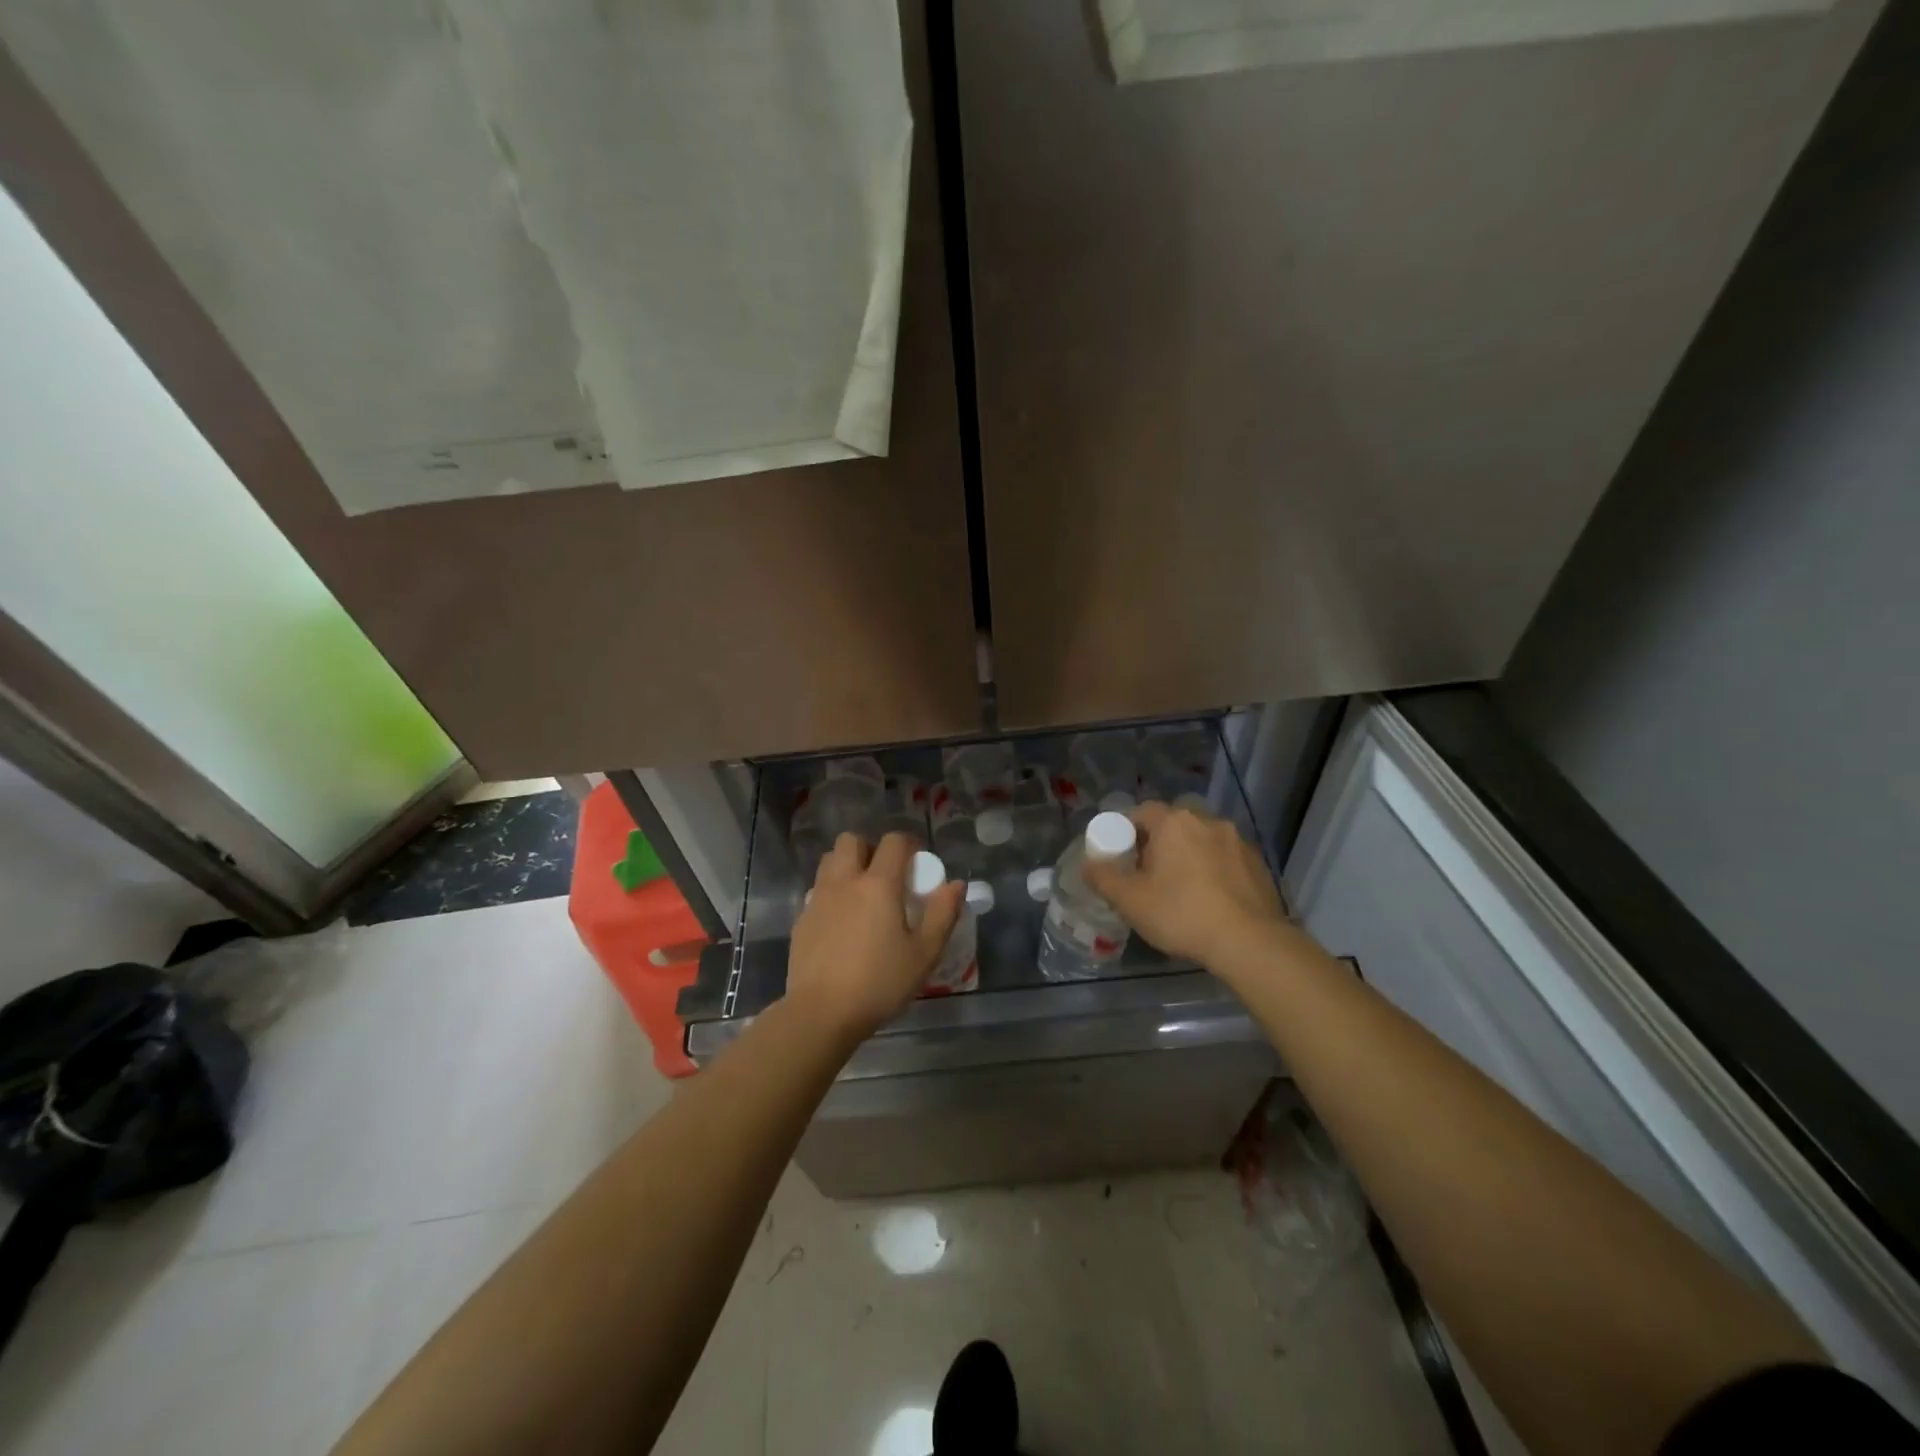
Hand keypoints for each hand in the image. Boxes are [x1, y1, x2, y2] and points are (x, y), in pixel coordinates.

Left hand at [784, 832, 963, 1044]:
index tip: (917, 865)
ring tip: (862, 894)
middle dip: (870, 848)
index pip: (893, 842)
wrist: (821, 1013)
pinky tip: (842, 922)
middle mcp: (845, 882)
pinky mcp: (801, 919)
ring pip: (830, 861)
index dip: (908, 845)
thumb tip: (956, 884)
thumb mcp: (924, 954)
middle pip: (852, 840)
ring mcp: (818, 899)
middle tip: (886, 875)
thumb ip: (943, 914)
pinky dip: (832, 893)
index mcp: (878, 884)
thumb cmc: (879, 983)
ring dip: (847, 865)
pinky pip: (818, 890)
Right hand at [1083, 801, 1289, 968]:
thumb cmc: (1181, 914)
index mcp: (1174, 822)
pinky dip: (1215, 872)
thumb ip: (1103, 878)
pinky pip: (1226, 860)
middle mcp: (1207, 821)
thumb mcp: (1130, 900)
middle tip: (1150, 877)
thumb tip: (1088, 864)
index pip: (1142, 812)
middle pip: (1173, 825)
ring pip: (1202, 842)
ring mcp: (1238, 841)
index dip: (1128, 832)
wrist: (1249, 942)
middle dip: (1160, 845)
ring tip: (1183, 892)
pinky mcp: (1258, 864)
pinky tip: (1212, 902)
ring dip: (1190, 857)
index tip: (1124, 858)